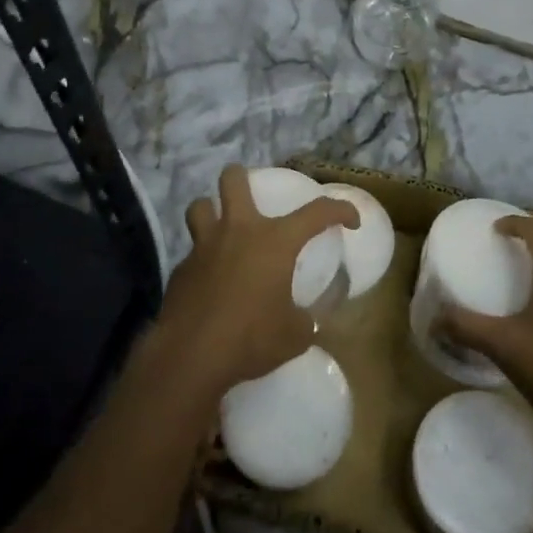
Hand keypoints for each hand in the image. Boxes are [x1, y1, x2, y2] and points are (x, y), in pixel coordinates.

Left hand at [155, 165, 357, 402]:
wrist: (191, 355)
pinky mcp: (181, 268)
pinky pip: (192, 251)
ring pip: (200, 205)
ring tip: (221, 226)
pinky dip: (201, 258)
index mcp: (275, 241)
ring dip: (211, 210)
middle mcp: (238, 231)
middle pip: (233, 180)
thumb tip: (310, 318)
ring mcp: (204, 246)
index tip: (351, 221)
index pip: (317, 212)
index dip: (340, 210)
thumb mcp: (294, 335)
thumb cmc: (251, 338)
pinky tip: (208, 279)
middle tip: (251, 193)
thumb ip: (307, 320)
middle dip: (241, 177)